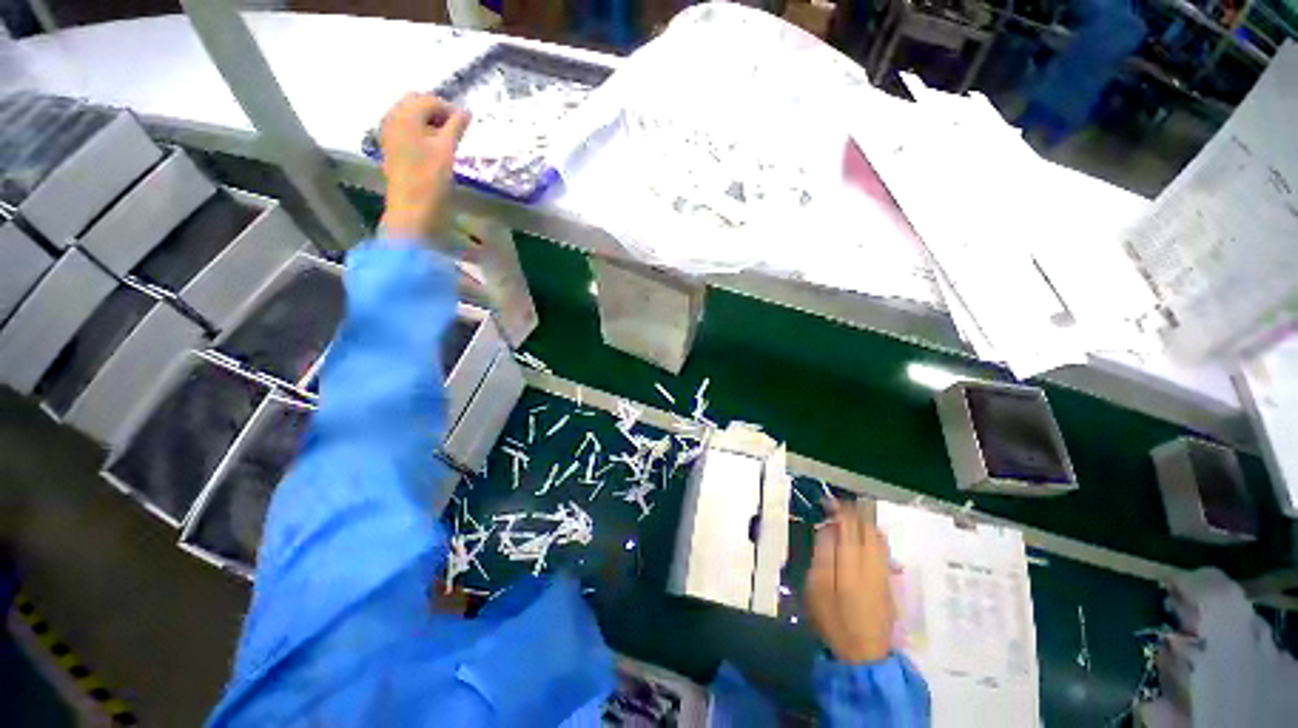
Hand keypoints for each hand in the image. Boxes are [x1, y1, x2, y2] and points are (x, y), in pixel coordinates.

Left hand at [379, 93, 470, 239]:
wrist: (412, 208)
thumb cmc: (430, 178)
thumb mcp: (447, 150)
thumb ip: (456, 127)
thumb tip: (467, 111)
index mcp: (405, 114)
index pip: (429, 99)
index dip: (450, 109)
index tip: (467, 125)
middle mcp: (392, 117)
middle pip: (416, 103)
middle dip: (437, 113)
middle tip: (457, 131)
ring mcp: (389, 132)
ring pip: (411, 116)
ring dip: (429, 122)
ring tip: (447, 140)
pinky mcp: (391, 147)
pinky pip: (406, 129)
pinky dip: (421, 132)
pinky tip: (433, 148)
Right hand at [805, 499, 895, 663]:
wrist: (865, 656)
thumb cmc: (834, 621)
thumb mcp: (816, 588)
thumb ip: (822, 554)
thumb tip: (827, 529)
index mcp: (852, 563)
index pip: (850, 524)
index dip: (839, 509)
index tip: (826, 503)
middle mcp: (872, 562)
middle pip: (867, 526)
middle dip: (852, 513)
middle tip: (834, 511)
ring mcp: (884, 571)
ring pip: (878, 536)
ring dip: (863, 524)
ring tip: (846, 524)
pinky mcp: (889, 581)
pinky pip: (882, 548)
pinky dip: (871, 537)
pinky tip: (858, 542)